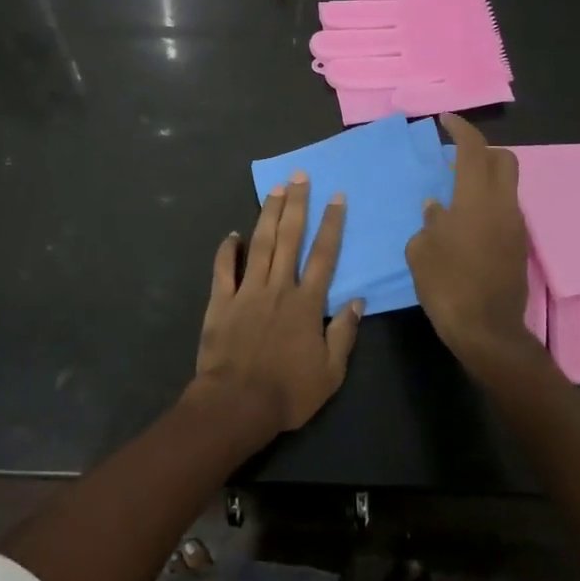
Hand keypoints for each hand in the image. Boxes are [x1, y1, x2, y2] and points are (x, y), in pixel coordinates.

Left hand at [193, 175, 362, 433]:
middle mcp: (278, 287)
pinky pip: (224, 268)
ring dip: (268, 214)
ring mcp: (247, 291)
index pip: (324, 255)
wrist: (237, 404)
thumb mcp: (331, 372)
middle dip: (296, 204)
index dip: (331, 224)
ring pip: (260, 244)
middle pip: (289, 238)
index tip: (336, 197)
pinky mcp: (221, 300)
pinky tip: (232, 234)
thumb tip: (358, 301)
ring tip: (275, 189)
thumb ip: (344, 333)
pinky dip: (228, 249)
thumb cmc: (288, 392)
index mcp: (307, 303)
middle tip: (299, 176)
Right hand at [406, 114, 533, 369]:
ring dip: (484, 178)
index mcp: (476, 200)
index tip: (445, 120)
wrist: (487, 330)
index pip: (474, 150)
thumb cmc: (446, 285)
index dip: (461, 129)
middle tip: (455, 156)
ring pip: (506, 186)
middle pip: (503, 160)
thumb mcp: (421, 250)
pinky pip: (505, 209)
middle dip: (481, 150)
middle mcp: (502, 206)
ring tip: (455, 191)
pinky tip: (464, 221)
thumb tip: (437, 208)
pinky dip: (487, 202)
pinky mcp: (518, 246)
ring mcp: (515, 226)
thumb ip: (429, 221)